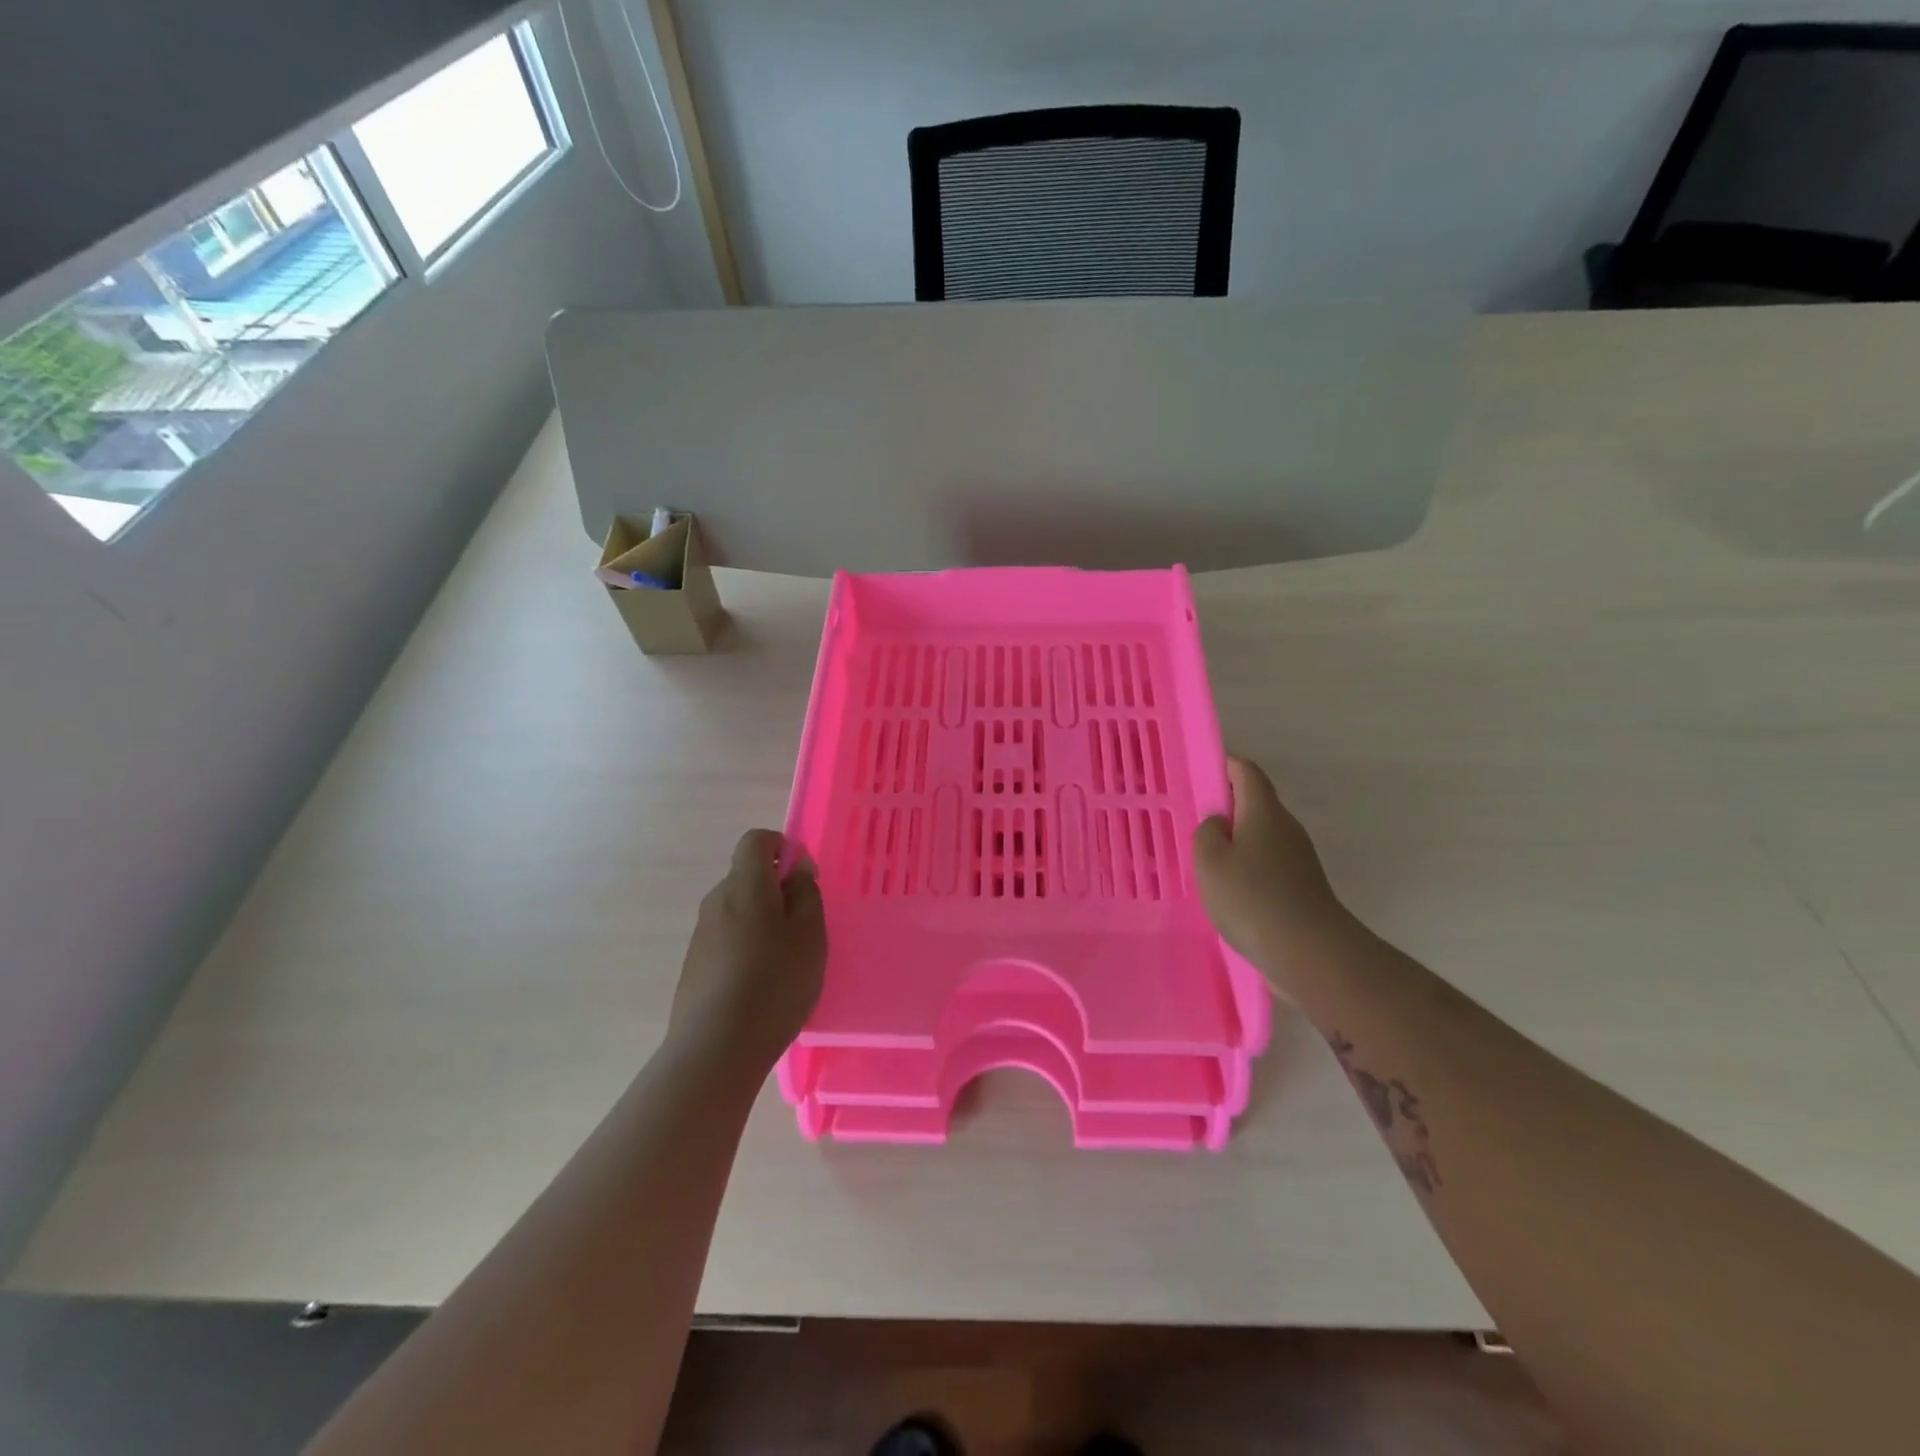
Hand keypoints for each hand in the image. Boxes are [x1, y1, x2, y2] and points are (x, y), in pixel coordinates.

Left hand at [669, 830, 826, 1073]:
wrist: (715, 1048)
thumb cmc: (774, 982)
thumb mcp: (809, 935)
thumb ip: (806, 893)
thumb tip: (797, 867)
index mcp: (745, 885)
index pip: (755, 841)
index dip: (781, 846)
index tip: (802, 875)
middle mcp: (716, 901)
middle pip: (746, 876)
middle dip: (775, 889)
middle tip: (803, 925)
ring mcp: (701, 934)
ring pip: (737, 910)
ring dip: (761, 920)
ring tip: (784, 961)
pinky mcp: (695, 965)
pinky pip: (726, 939)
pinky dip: (746, 947)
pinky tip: (760, 984)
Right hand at [1193, 756, 1350, 982]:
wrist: (1310, 953)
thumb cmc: (1252, 898)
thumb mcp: (1209, 860)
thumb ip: (1206, 832)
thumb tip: (1219, 824)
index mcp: (1264, 812)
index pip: (1247, 773)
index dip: (1226, 765)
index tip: (1202, 771)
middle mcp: (1286, 828)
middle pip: (1256, 804)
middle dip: (1226, 808)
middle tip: (1194, 822)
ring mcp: (1299, 858)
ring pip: (1261, 837)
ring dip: (1236, 841)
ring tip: (1205, 861)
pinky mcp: (1302, 887)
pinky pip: (1268, 864)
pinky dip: (1247, 867)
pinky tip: (1229, 891)